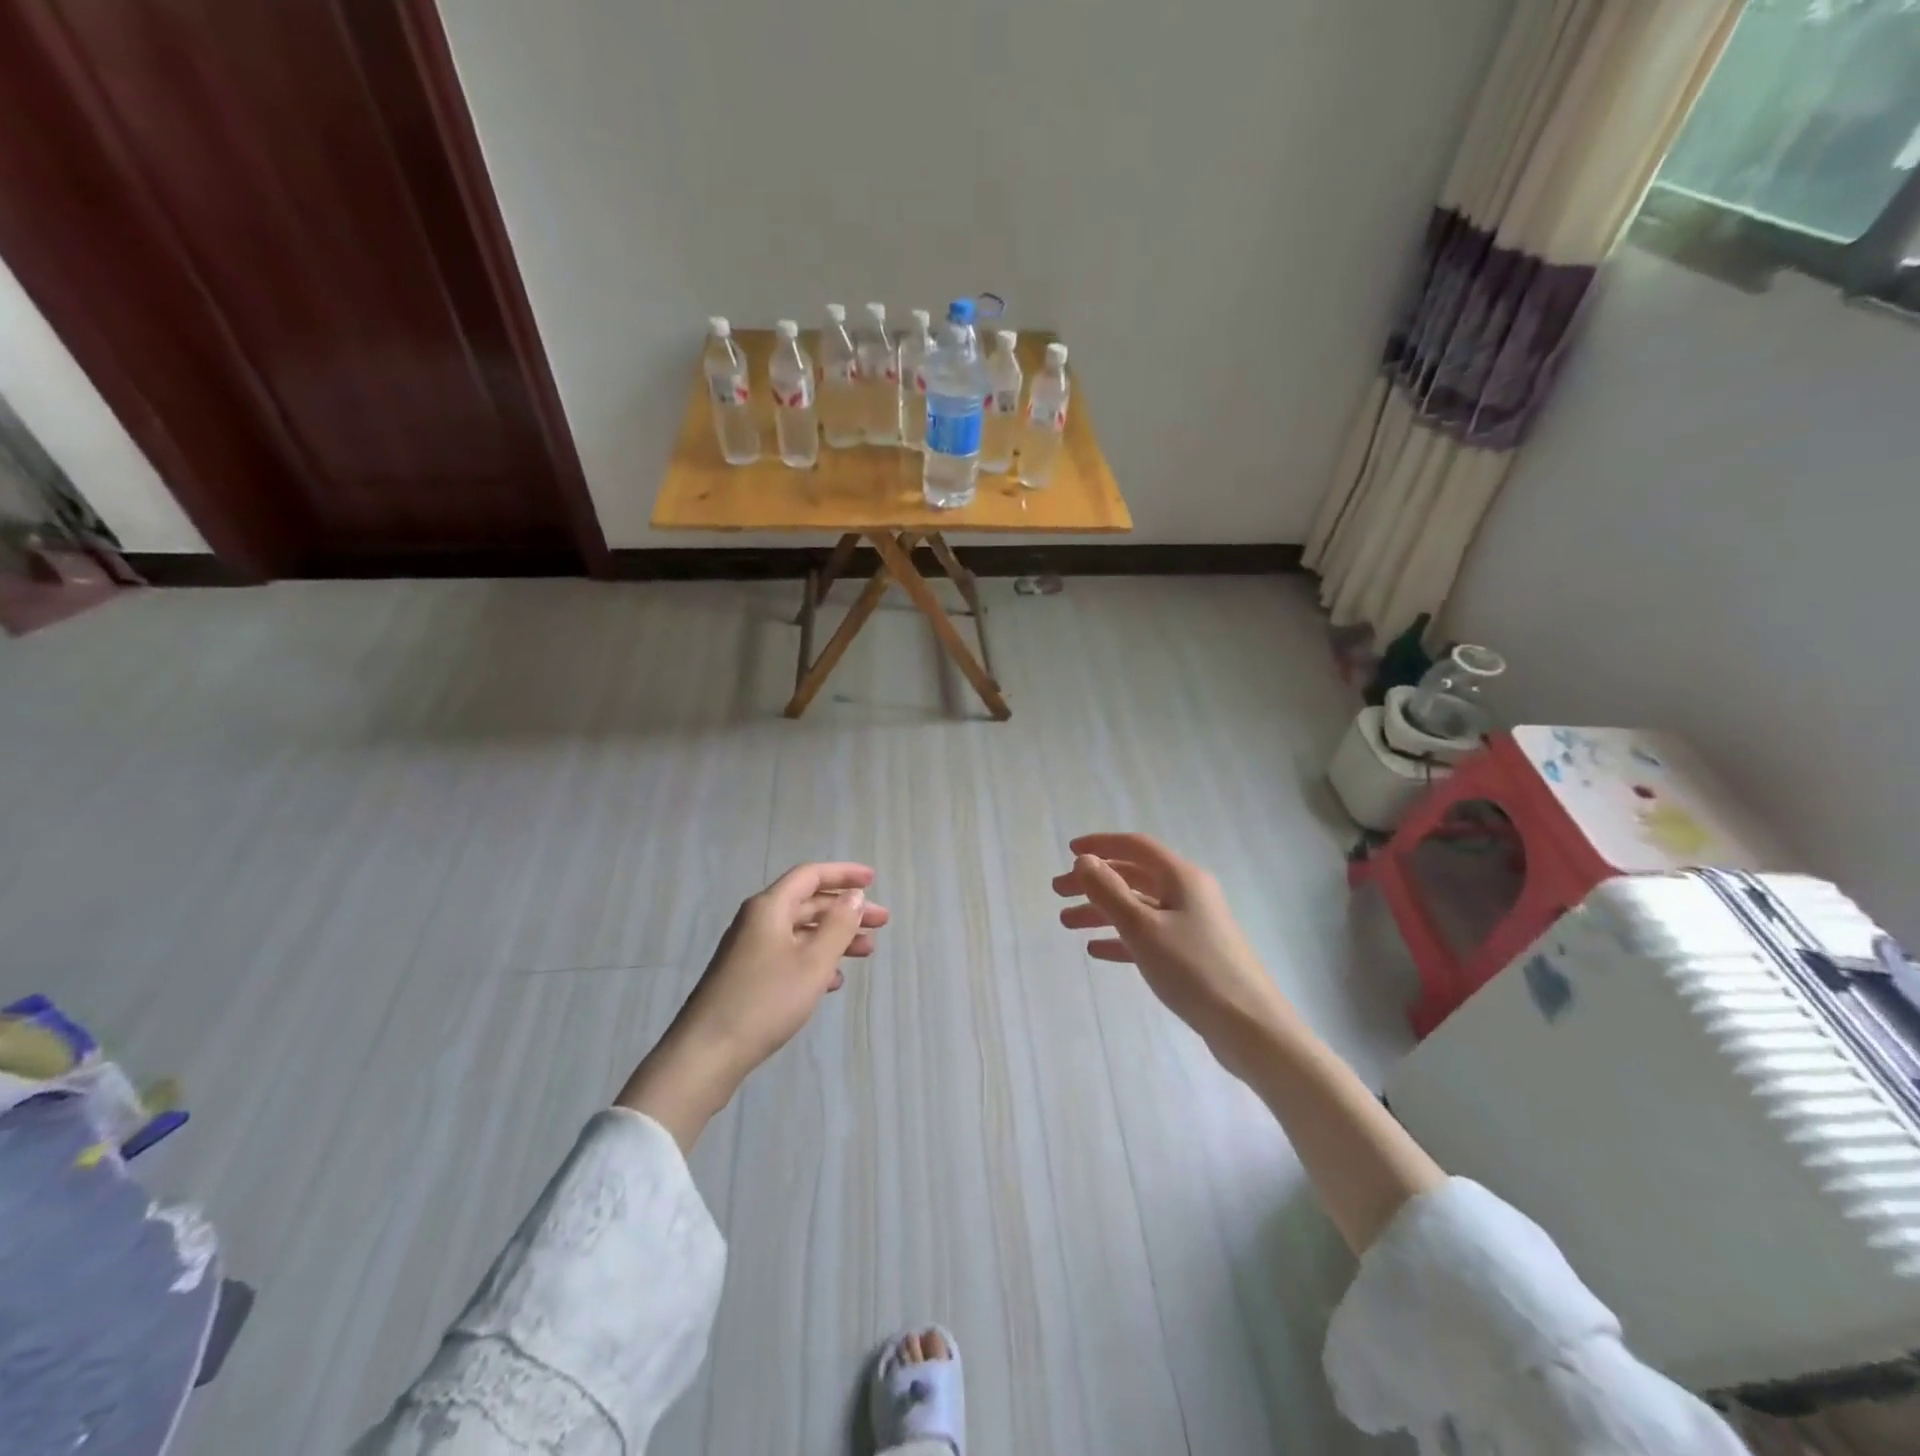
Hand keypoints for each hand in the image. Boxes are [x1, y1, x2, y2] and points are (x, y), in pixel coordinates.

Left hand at [618, 862, 889, 1149]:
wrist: (707, 1054)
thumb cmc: (765, 1001)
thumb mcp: (812, 962)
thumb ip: (838, 925)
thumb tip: (854, 896)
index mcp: (769, 908)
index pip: (810, 876)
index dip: (843, 874)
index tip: (874, 880)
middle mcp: (758, 921)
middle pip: (808, 903)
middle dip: (846, 910)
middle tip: (881, 923)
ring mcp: (751, 950)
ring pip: (801, 932)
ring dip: (835, 937)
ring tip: (867, 952)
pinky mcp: (748, 977)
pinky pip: (789, 956)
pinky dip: (815, 961)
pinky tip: (833, 981)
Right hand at [1053, 833, 1292, 1067]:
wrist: (1250, 1027)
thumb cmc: (1193, 969)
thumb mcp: (1143, 928)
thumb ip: (1109, 891)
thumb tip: (1084, 860)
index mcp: (1181, 878)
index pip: (1135, 847)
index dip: (1101, 844)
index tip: (1069, 852)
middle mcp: (1189, 894)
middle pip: (1133, 876)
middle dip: (1094, 882)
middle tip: (1058, 892)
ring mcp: (1192, 925)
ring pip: (1138, 907)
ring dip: (1102, 911)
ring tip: (1067, 923)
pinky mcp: (1193, 954)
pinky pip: (1149, 935)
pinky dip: (1121, 937)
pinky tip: (1097, 949)